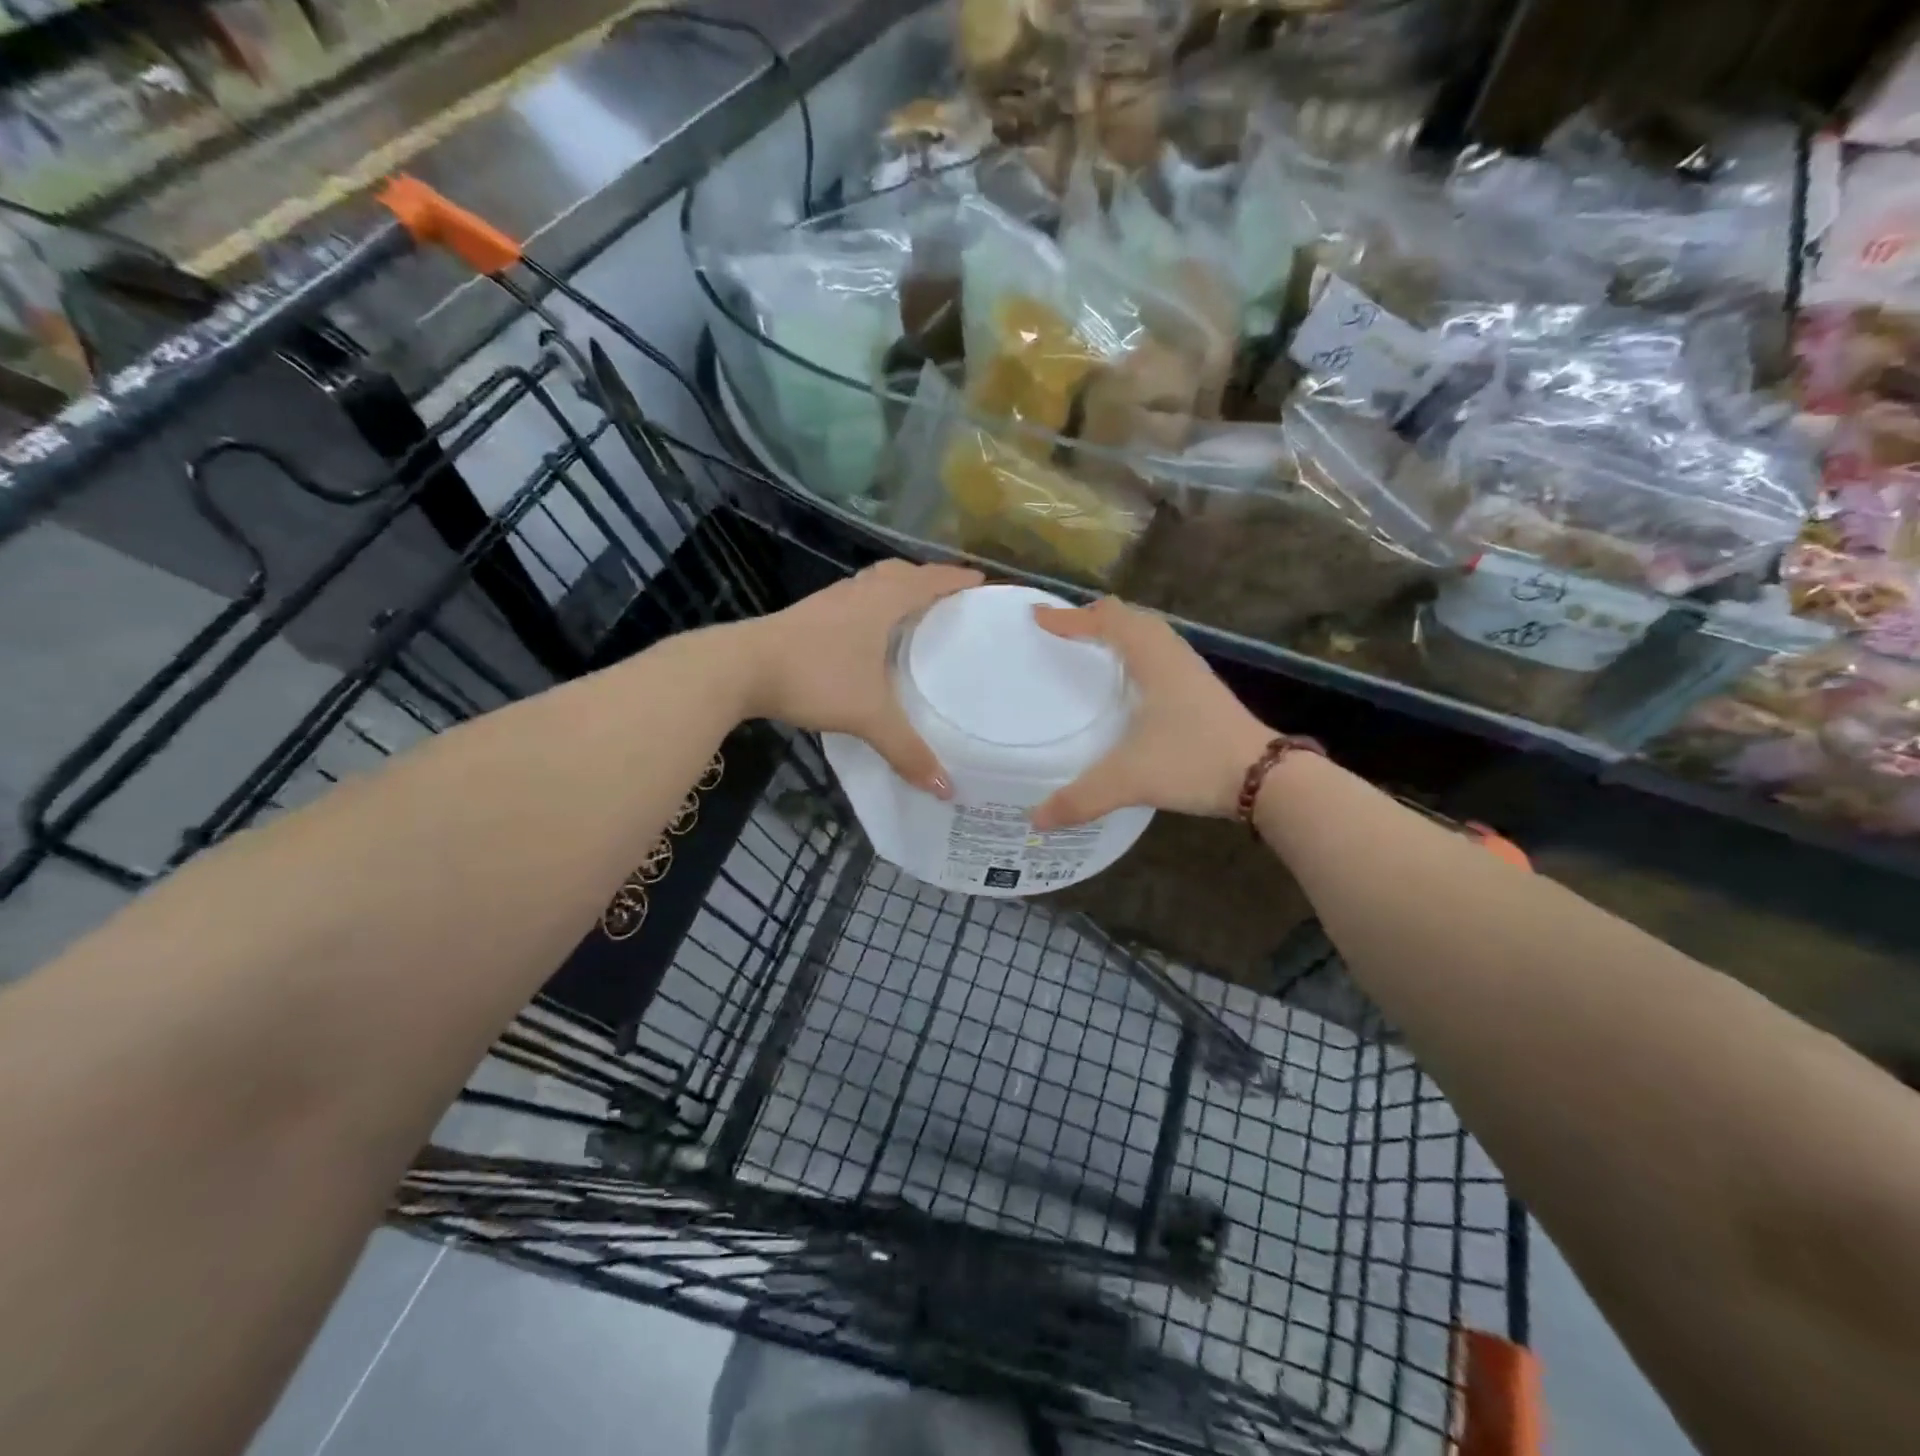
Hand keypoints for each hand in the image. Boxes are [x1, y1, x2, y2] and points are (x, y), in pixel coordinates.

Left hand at [744, 559, 983, 795]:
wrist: (740, 668)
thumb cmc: (814, 677)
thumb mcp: (867, 715)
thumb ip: (907, 750)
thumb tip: (945, 788)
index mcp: (881, 602)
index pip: (928, 580)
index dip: (955, 578)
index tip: (980, 579)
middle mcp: (856, 593)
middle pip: (898, 572)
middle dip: (925, 578)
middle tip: (946, 596)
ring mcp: (827, 602)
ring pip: (870, 584)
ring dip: (894, 589)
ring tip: (910, 612)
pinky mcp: (805, 617)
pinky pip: (850, 601)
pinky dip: (868, 607)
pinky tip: (864, 635)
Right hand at [1029, 597, 1274, 828]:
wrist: (1265, 778)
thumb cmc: (1194, 763)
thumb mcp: (1130, 779)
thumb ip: (1081, 798)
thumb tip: (1036, 818)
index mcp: (1152, 659)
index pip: (1106, 621)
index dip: (1070, 618)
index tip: (1037, 618)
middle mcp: (1172, 655)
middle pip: (1130, 617)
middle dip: (1094, 618)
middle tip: (1062, 631)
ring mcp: (1191, 672)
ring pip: (1150, 635)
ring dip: (1119, 632)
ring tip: (1091, 648)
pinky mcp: (1202, 691)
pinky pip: (1161, 654)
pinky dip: (1137, 652)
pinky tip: (1129, 683)